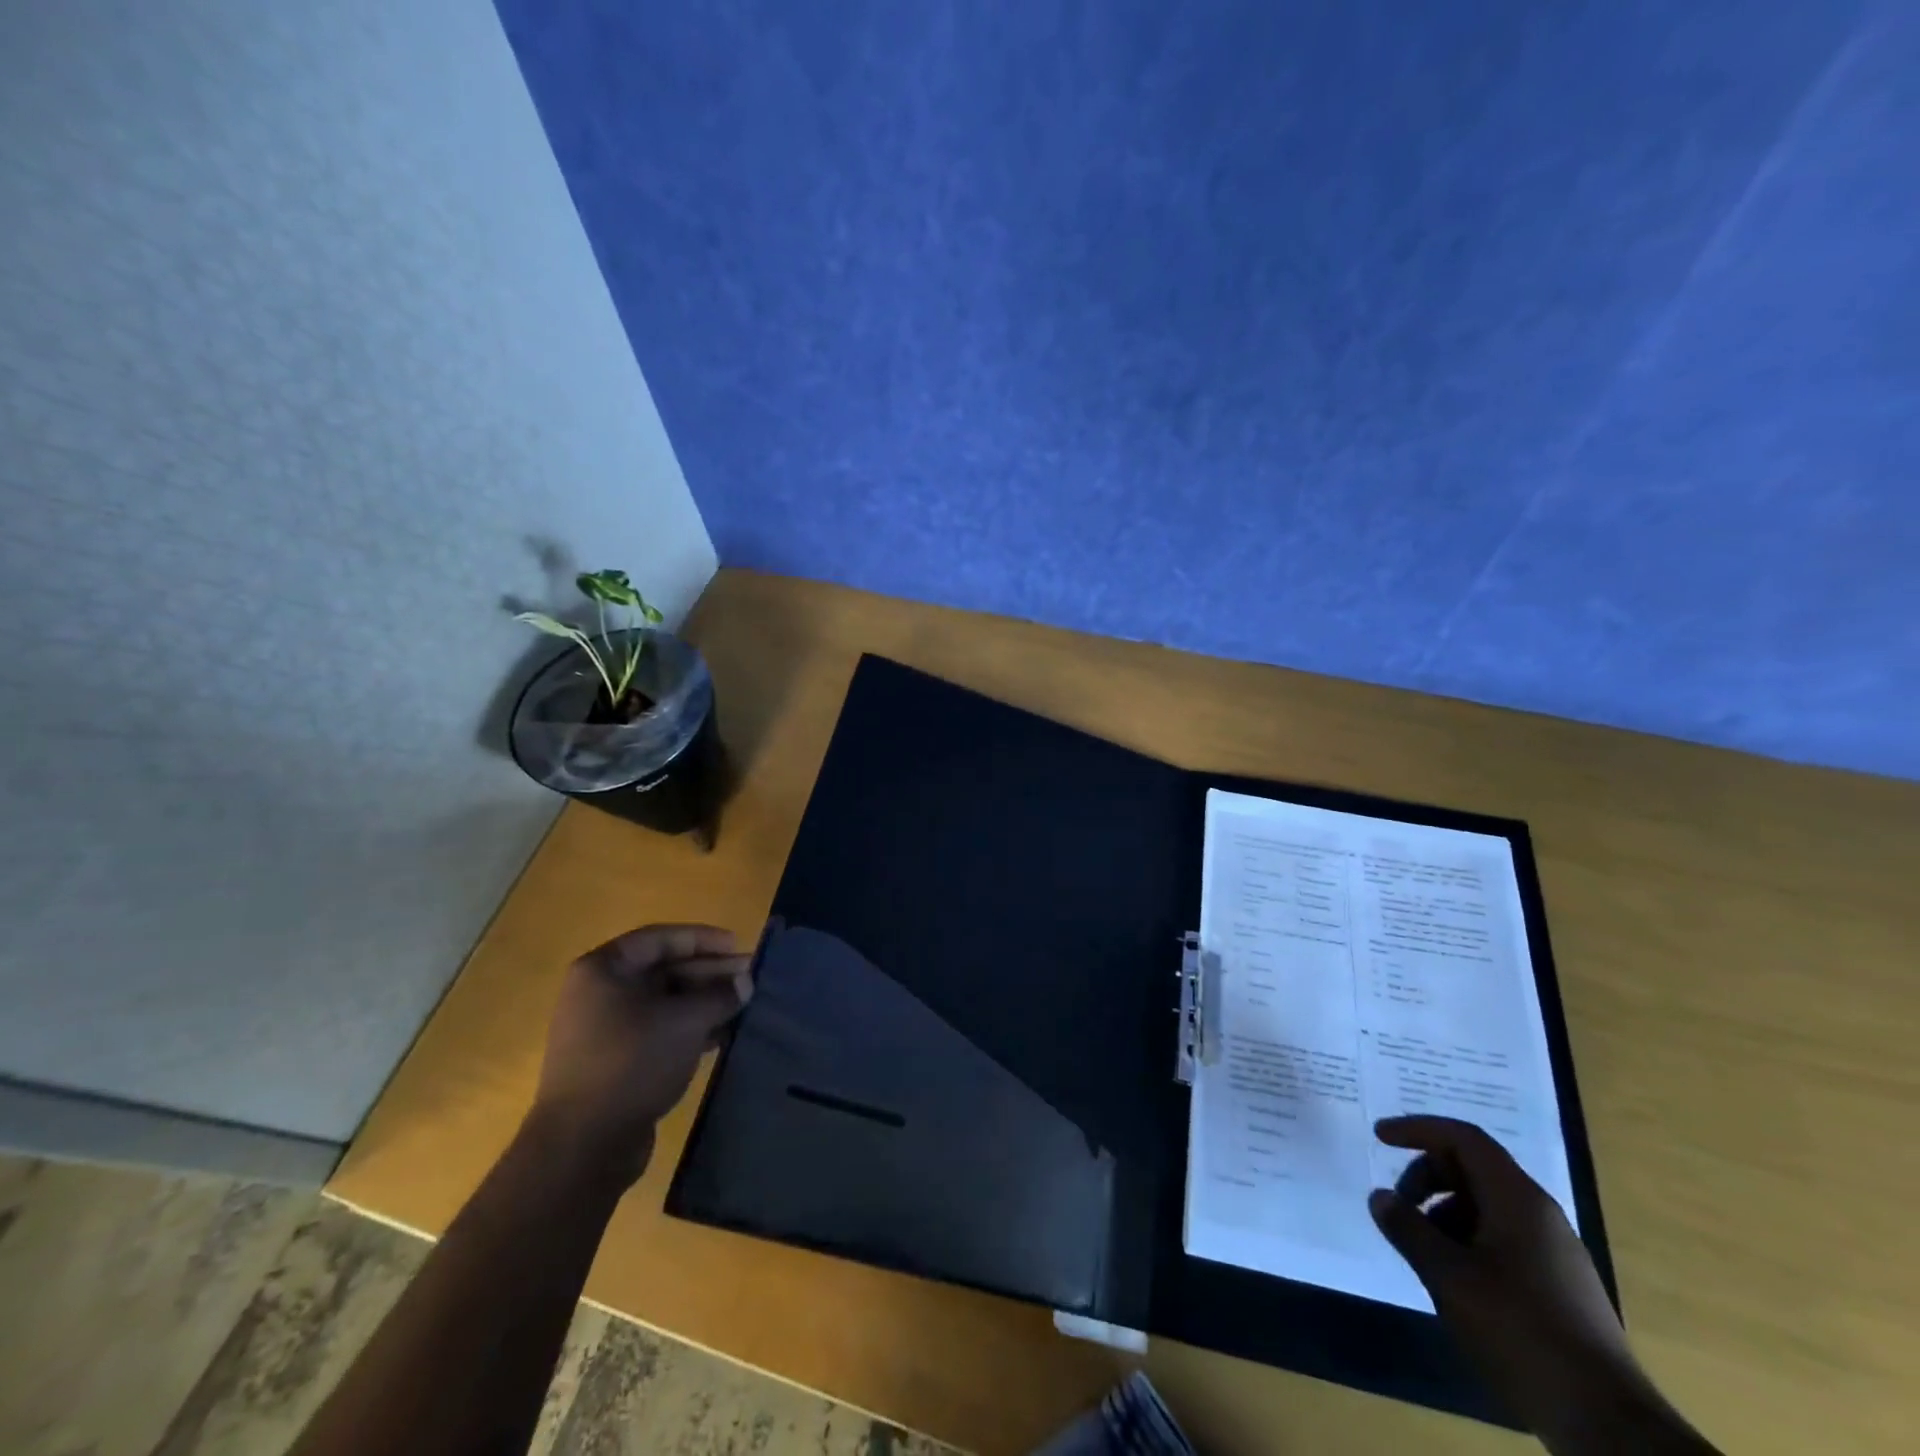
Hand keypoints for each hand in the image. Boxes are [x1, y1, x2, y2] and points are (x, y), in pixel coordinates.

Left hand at [526, 924, 752, 1190]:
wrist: (584, 1146)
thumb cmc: (633, 1061)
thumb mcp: (685, 1020)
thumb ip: (719, 995)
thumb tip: (745, 982)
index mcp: (603, 970)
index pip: (660, 939)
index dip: (703, 939)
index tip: (739, 946)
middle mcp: (599, 994)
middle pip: (663, 971)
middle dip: (709, 973)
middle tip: (750, 978)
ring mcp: (605, 1030)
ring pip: (664, 1003)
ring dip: (704, 1002)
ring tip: (744, 1005)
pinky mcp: (615, 1062)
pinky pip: (659, 1031)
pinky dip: (690, 1029)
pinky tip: (723, 1035)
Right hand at [1368, 1117, 1648, 1445]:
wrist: (1608, 1425)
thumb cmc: (1520, 1331)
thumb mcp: (1448, 1276)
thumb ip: (1408, 1228)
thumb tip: (1380, 1197)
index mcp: (1517, 1199)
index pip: (1462, 1138)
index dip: (1417, 1129)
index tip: (1379, 1137)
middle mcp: (1540, 1214)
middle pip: (1472, 1168)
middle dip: (1427, 1178)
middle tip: (1400, 1209)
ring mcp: (1555, 1252)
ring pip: (1486, 1206)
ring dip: (1445, 1215)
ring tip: (1425, 1255)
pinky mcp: (1560, 1286)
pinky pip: (1503, 1238)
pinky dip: (1468, 1241)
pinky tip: (1457, 1283)